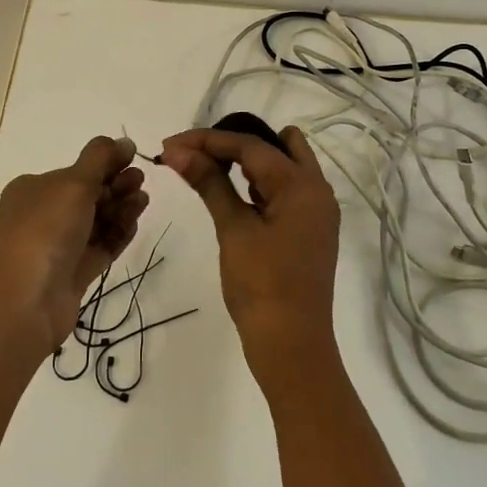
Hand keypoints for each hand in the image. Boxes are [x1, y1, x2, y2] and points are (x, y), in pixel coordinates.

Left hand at [0, 136, 147, 353]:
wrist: (27, 301)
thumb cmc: (46, 230)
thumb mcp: (73, 182)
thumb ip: (101, 158)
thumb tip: (124, 141)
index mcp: (34, 189)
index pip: (75, 170)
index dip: (105, 163)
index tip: (133, 158)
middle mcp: (43, 215)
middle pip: (88, 194)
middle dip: (116, 185)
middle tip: (140, 181)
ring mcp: (58, 246)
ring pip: (96, 220)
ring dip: (121, 208)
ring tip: (143, 201)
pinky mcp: (73, 272)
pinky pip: (100, 246)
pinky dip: (118, 234)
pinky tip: (135, 223)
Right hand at [159, 125, 340, 369]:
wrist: (292, 346)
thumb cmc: (262, 286)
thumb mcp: (233, 230)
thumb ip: (210, 183)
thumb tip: (178, 152)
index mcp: (302, 184)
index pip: (250, 144)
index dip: (206, 140)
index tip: (169, 144)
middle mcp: (317, 189)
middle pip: (275, 145)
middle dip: (233, 144)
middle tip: (194, 155)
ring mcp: (316, 210)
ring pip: (282, 166)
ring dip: (246, 163)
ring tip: (206, 170)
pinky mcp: (309, 229)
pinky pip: (284, 191)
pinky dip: (258, 185)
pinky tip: (232, 194)